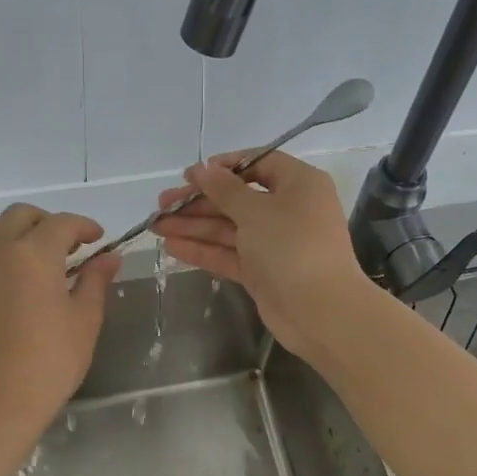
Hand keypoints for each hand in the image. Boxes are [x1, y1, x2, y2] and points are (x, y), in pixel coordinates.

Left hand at [0, 204, 120, 426]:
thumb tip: (108, 257)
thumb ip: (95, 279)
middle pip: (21, 215)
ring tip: (36, 259)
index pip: (62, 223)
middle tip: (69, 247)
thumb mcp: (84, 318)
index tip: (98, 240)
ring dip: (17, 232)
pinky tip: (12, 278)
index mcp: (33, 253)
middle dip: (48, 223)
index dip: (84, 226)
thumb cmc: (51, 360)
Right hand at [151, 151, 373, 355]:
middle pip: (237, 199)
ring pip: (228, 228)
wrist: (320, 311)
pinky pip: (229, 254)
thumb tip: (203, 169)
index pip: (258, 164)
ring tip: (156, 225)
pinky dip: (203, 250)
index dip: (223, 168)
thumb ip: (224, 189)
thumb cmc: (292, 246)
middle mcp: (288, 209)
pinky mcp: (262, 271)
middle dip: (198, 201)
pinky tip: (171, 247)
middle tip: (162, 203)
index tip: (190, 175)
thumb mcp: (256, 210)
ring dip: (193, 226)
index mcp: (298, 184)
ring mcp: (274, 243)